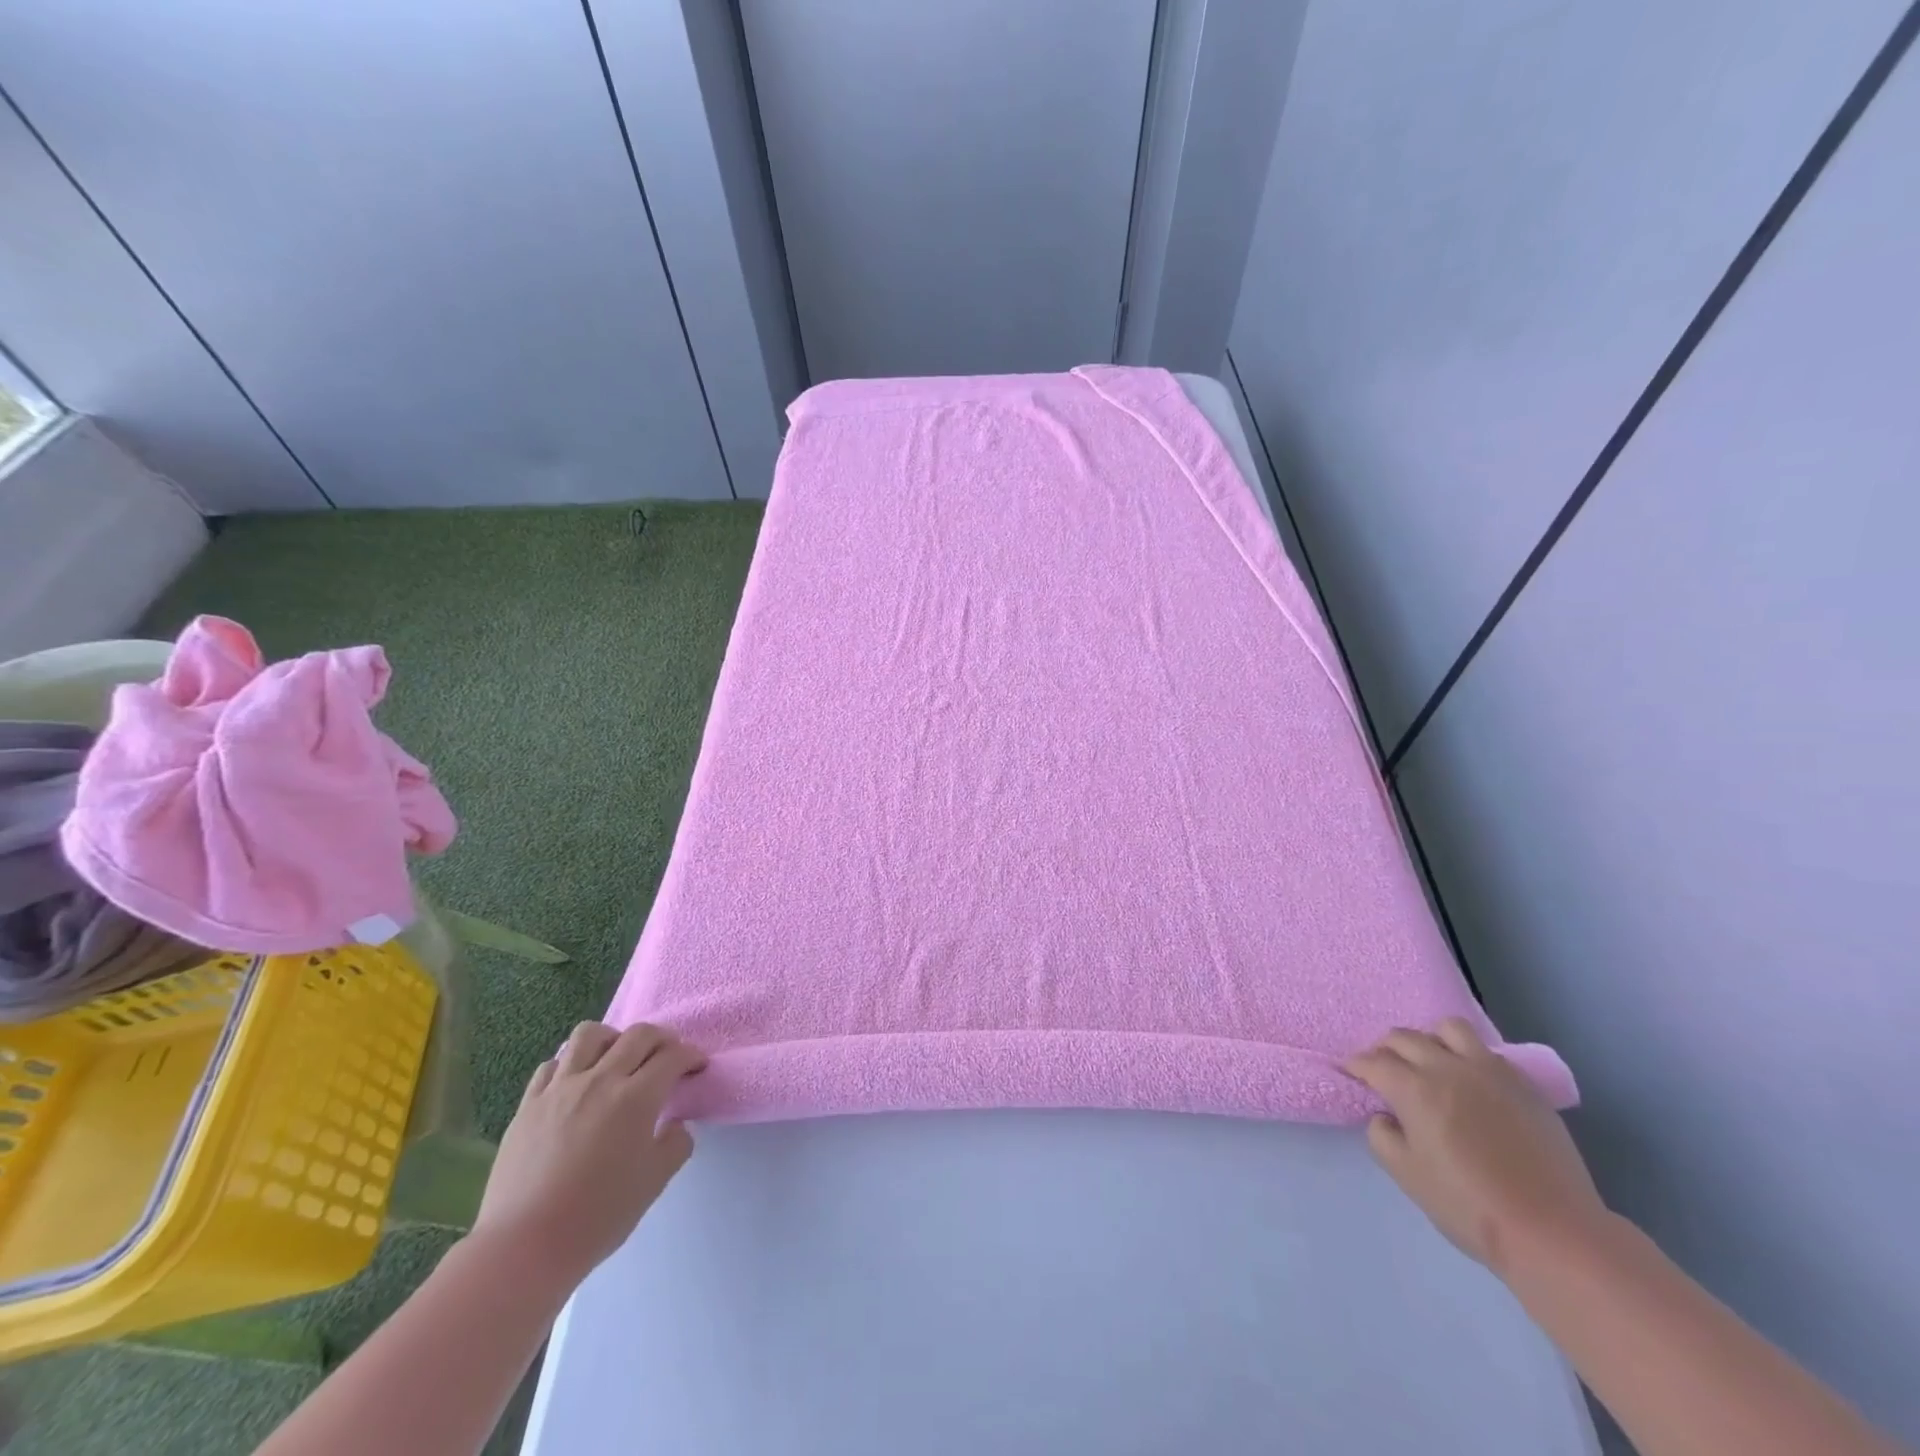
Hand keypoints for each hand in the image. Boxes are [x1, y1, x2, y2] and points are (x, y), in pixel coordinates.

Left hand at [470, 1022, 706, 1291]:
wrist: (524, 1247)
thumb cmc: (597, 1217)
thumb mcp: (654, 1182)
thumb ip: (675, 1144)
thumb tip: (674, 1125)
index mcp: (636, 1098)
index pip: (672, 1056)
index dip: (690, 1056)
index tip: (697, 1065)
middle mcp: (600, 1080)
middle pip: (638, 1035)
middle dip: (662, 1038)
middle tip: (668, 1055)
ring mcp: (560, 1088)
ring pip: (590, 1034)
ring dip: (613, 1038)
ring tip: (617, 1058)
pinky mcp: (529, 1103)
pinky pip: (553, 1063)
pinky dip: (571, 1064)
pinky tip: (576, 1084)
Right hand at [1344, 1018, 1609, 1277]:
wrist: (1551, 1231)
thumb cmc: (1468, 1205)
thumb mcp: (1406, 1175)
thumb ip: (1381, 1135)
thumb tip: (1386, 1115)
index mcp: (1414, 1088)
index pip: (1372, 1062)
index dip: (1356, 1066)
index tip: (1351, 1073)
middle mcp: (1447, 1067)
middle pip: (1404, 1037)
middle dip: (1385, 1049)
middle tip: (1384, 1069)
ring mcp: (1489, 1071)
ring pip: (1448, 1029)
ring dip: (1430, 1040)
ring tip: (1431, 1064)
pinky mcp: (1523, 1084)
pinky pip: (1486, 1052)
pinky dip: (1468, 1057)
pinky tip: (1471, 1084)